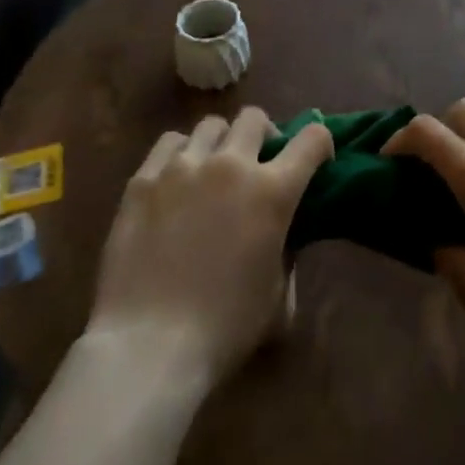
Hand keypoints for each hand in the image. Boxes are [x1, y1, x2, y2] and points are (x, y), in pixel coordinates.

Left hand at [85, 107, 333, 390]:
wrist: (149, 346)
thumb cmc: (224, 329)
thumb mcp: (277, 297)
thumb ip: (287, 254)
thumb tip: (284, 237)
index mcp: (272, 191)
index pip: (312, 139)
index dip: (321, 143)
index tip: (317, 160)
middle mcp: (231, 164)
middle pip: (255, 118)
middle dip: (264, 135)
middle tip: (258, 164)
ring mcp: (183, 166)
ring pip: (211, 125)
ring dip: (221, 142)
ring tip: (213, 169)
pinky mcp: (144, 178)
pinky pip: (169, 142)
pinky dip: (181, 154)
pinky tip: (176, 179)